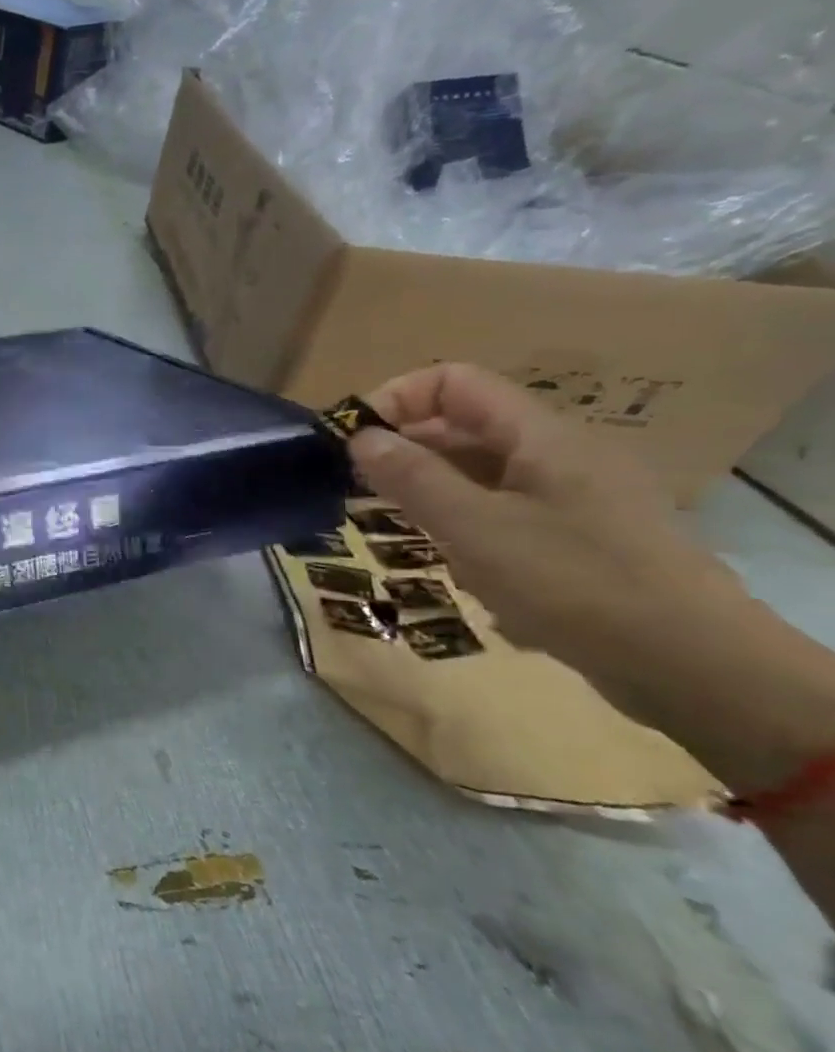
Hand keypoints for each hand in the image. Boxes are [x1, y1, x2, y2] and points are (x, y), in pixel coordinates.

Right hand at [349, 363, 743, 704]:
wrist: (696, 669)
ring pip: (480, 472)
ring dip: (429, 491)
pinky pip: (504, 510)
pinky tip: (449, 562)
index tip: (354, 442)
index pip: (454, 382)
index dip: (397, 399)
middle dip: (405, 450)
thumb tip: (359, 437)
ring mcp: (574, 498)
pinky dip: (463, 523)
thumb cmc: (575, 584)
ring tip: (393, 527)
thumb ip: (411, 476)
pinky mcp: (579, 539)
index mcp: (541, 436)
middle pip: (464, 426)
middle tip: (358, 490)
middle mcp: (558, 454)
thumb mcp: (475, 528)